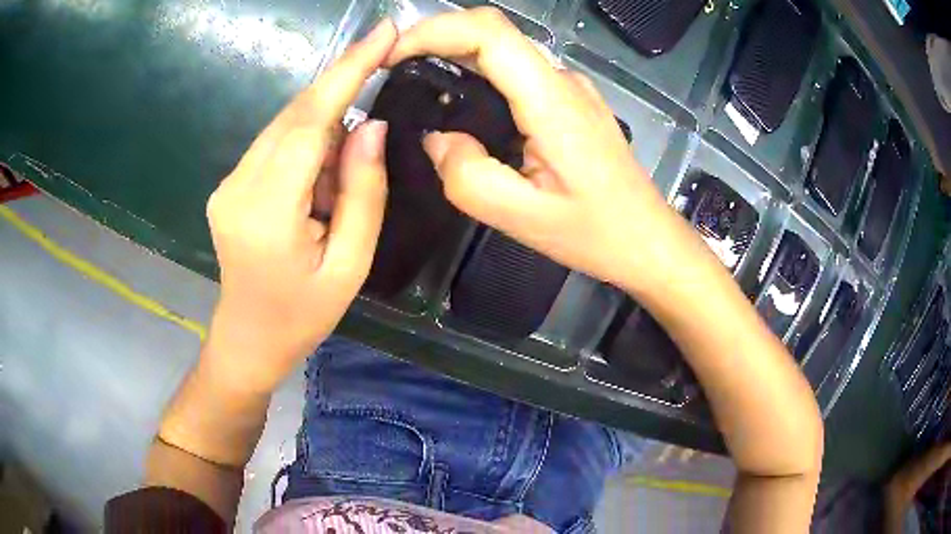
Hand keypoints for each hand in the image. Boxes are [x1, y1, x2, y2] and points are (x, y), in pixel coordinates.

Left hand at [203, 20, 395, 390]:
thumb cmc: (302, 316)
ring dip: (325, 134)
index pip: (309, 121)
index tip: (381, 32)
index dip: (346, 71)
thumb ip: (363, 192)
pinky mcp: (230, 185)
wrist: (248, 340)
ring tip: (338, 189)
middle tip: (379, 74)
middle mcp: (238, 185)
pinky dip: (307, 148)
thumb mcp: (350, 265)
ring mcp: (228, 183)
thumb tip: (371, 126)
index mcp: (267, 211)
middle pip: (295, 115)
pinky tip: (319, 186)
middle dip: (341, 93)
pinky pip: (275, 146)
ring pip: (286, 127)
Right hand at [389, 8, 681, 288]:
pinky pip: (518, 72)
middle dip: (435, 38)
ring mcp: (570, 88)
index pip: (489, 33)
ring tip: (417, 83)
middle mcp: (562, 80)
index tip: (392, 56)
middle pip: (493, 32)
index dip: (433, 30)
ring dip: (455, 54)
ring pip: (504, 50)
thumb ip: (467, 176)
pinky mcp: (570, 101)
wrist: (647, 238)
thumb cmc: (595, 232)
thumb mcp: (522, 218)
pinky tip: (462, 103)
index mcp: (551, 101)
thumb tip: (438, 139)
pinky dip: (479, 73)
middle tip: (394, 70)